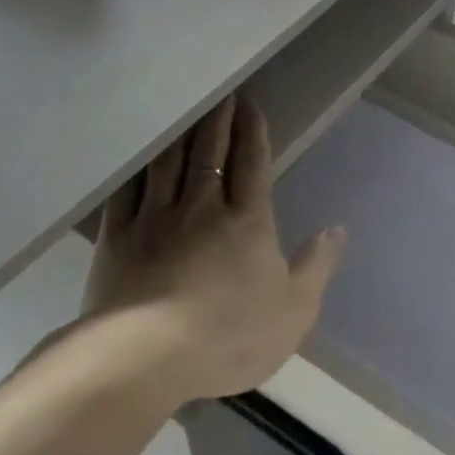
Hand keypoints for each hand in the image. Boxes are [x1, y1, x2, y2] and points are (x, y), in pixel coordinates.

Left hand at [79, 96, 345, 401]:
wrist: (148, 358)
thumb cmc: (232, 336)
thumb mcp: (295, 310)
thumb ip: (317, 266)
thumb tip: (338, 230)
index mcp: (247, 221)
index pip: (252, 164)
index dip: (252, 132)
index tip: (249, 104)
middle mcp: (201, 208)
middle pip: (209, 154)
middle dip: (217, 122)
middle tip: (220, 96)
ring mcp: (154, 221)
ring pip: (168, 165)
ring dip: (179, 136)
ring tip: (184, 114)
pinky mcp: (116, 241)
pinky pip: (125, 194)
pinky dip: (134, 172)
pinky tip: (137, 160)